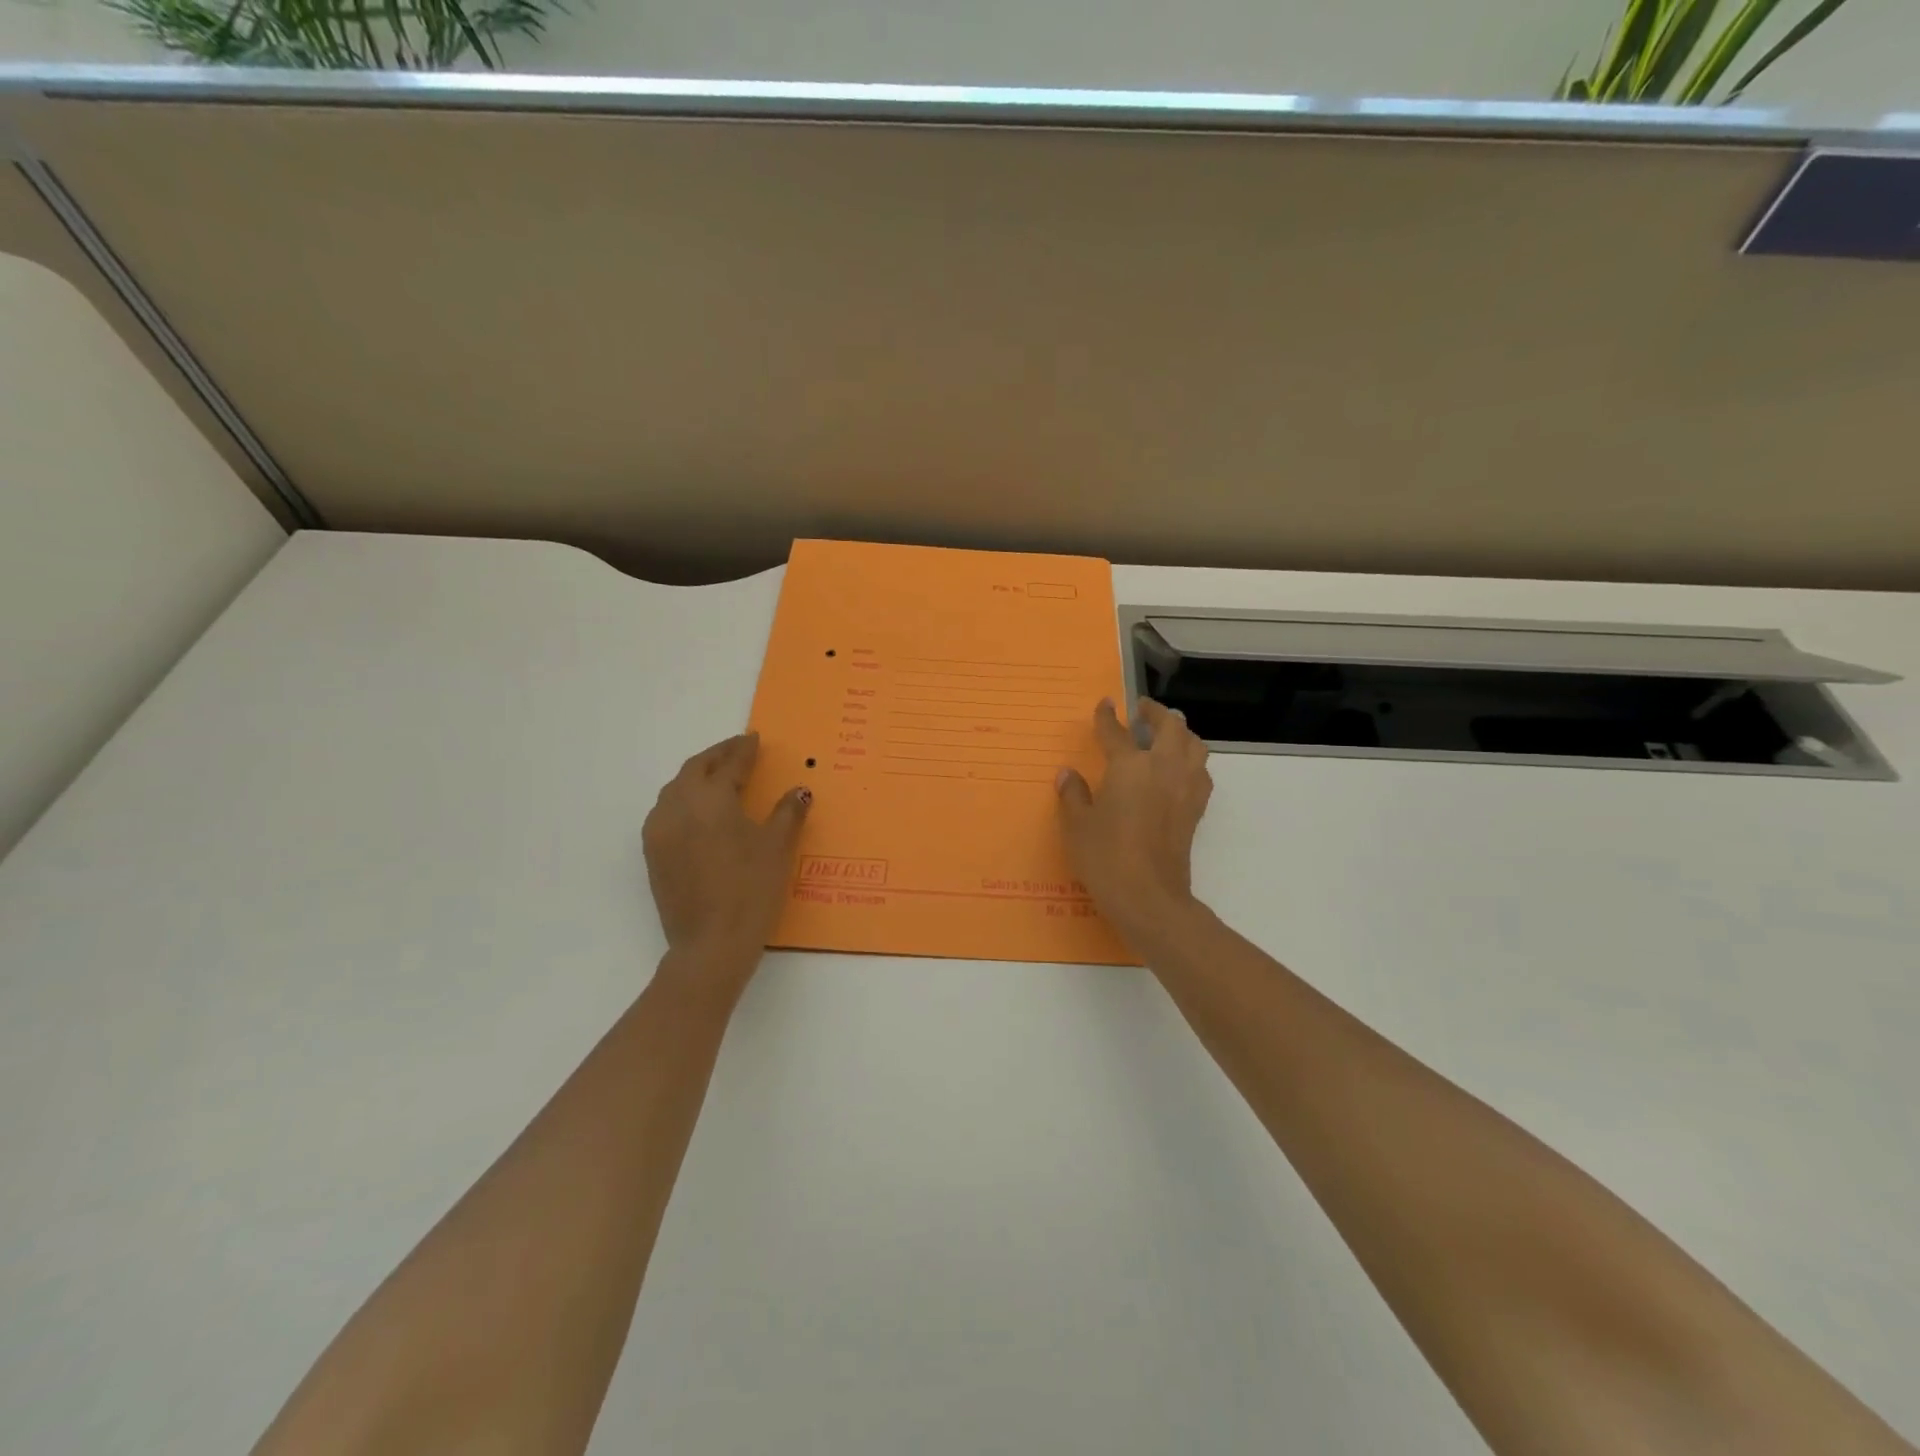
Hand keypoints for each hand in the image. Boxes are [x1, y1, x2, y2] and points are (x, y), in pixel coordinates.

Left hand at [642, 733, 810, 971]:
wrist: (710, 944)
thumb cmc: (750, 890)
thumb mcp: (777, 847)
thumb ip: (788, 812)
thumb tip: (799, 790)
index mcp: (710, 798)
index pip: (729, 764)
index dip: (744, 750)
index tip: (755, 739)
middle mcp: (678, 806)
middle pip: (695, 769)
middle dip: (717, 756)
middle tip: (738, 750)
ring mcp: (660, 831)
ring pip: (675, 789)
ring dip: (696, 776)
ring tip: (718, 776)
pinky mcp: (653, 854)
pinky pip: (665, 812)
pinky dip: (683, 800)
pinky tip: (698, 812)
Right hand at [1056, 698, 1212, 943]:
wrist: (1149, 896)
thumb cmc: (1105, 857)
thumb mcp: (1077, 825)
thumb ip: (1073, 794)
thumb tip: (1068, 774)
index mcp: (1130, 766)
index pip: (1117, 732)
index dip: (1107, 717)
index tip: (1105, 705)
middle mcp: (1164, 768)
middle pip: (1171, 726)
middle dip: (1157, 713)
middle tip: (1143, 711)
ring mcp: (1185, 788)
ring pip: (1195, 745)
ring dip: (1181, 733)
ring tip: (1166, 736)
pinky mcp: (1196, 809)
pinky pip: (1200, 771)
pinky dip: (1190, 761)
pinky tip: (1177, 772)